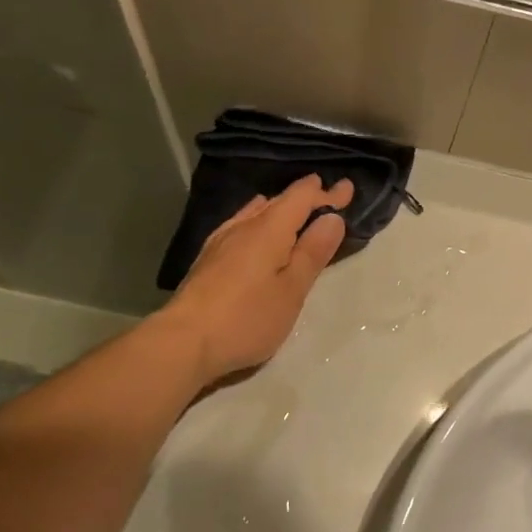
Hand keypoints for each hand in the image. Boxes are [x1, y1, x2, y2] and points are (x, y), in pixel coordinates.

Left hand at [156, 174, 352, 383]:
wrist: (184, 342)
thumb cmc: (247, 318)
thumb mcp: (292, 290)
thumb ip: (312, 253)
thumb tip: (333, 218)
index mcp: (269, 229)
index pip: (302, 198)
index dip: (327, 193)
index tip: (347, 188)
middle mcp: (243, 226)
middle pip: (279, 201)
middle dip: (306, 198)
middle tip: (327, 198)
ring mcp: (220, 241)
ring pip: (256, 212)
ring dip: (280, 208)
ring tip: (293, 210)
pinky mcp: (208, 259)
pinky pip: (241, 225)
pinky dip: (259, 221)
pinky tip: (254, 231)